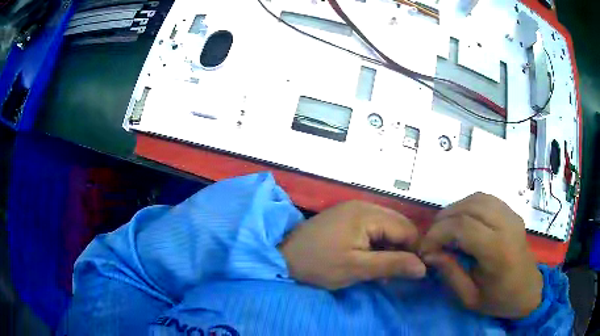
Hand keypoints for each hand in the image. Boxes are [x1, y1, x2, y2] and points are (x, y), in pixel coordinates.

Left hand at [279, 201, 426, 289]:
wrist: (282, 257)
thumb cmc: (318, 264)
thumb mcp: (356, 268)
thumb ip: (392, 265)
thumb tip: (423, 267)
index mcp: (368, 213)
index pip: (406, 229)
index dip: (414, 250)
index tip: (414, 272)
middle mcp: (364, 205)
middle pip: (398, 226)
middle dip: (401, 249)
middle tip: (394, 273)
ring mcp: (354, 209)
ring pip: (387, 228)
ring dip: (389, 249)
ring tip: (381, 272)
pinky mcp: (347, 217)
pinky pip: (373, 229)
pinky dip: (376, 245)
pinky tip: (370, 261)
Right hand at [420, 193, 542, 318]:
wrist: (527, 291)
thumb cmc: (499, 300)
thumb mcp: (469, 298)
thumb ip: (450, 273)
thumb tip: (431, 253)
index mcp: (498, 251)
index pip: (463, 227)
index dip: (438, 233)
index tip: (425, 248)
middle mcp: (507, 225)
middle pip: (469, 207)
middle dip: (444, 219)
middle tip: (432, 237)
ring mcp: (512, 216)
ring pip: (478, 198)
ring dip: (456, 209)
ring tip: (444, 228)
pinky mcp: (512, 213)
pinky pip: (487, 199)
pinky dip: (469, 206)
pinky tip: (463, 221)